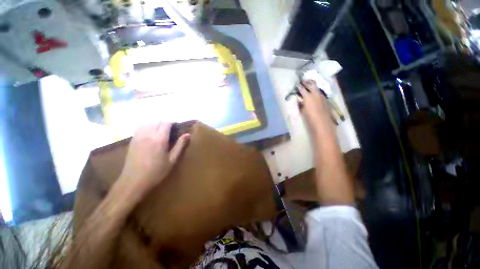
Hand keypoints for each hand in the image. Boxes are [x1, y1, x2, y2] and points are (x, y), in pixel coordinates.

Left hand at [119, 122, 189, 192]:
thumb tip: (187, 134)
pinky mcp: (132, 140)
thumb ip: (180, 145)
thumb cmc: (156, 172)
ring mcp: (138, 136)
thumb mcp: (172, 160)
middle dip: (165, 123)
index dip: (173, 123)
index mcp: (159, 139)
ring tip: (161, 131)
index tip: (177, 126)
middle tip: (171, 130)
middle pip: (157, 121)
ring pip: (148, 123)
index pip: (166, 123)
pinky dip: (147, 126)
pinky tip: (150, 133)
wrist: (133, 181)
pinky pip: (140, 127)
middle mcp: (148, 134)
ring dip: (156, 124)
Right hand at [298, 80, 334, 135]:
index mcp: (308, 97)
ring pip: (317, 90)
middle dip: (308, 82)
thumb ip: (301, 105)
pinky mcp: (326, 101)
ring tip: (310, 90)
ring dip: (313, 88)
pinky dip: (317, 94)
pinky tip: (315, 98)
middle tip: (305, 82)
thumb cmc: (310, 118)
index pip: (302, 89)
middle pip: (313, 84)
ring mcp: (322, 97)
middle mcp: (316, 94)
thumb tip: (300, 101)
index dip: (299, 87)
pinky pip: (320, 95)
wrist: (323, 123)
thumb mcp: (303, 111)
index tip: (297, 85)